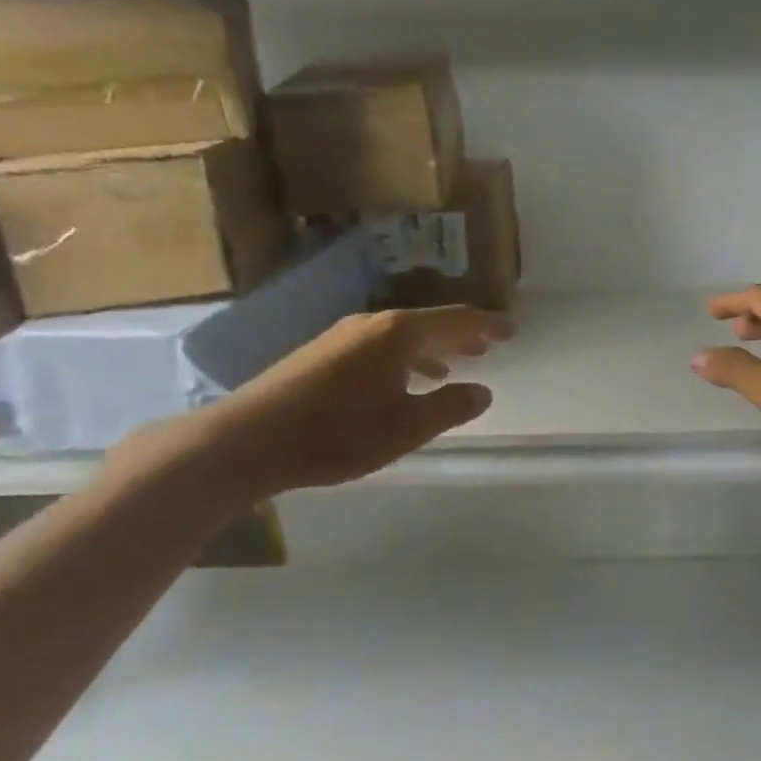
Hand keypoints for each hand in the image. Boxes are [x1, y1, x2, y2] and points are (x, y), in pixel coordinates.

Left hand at [183, 305, 512, 499]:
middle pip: (429, 322)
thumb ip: (450, 407)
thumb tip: (482, 391)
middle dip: (462, 333)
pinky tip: (402, 380)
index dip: (487, 325)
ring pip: (401, 335)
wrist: (248, 440)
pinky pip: (379, 346)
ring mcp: (342, 336)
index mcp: (399, 333)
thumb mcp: (407, 427)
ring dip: (433, 346)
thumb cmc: (338, 432)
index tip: (512, 330)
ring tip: (453, 363)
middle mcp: (372, 324)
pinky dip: (404, 357)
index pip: (456, 320)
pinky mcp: (321, 354)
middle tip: (490, 343)